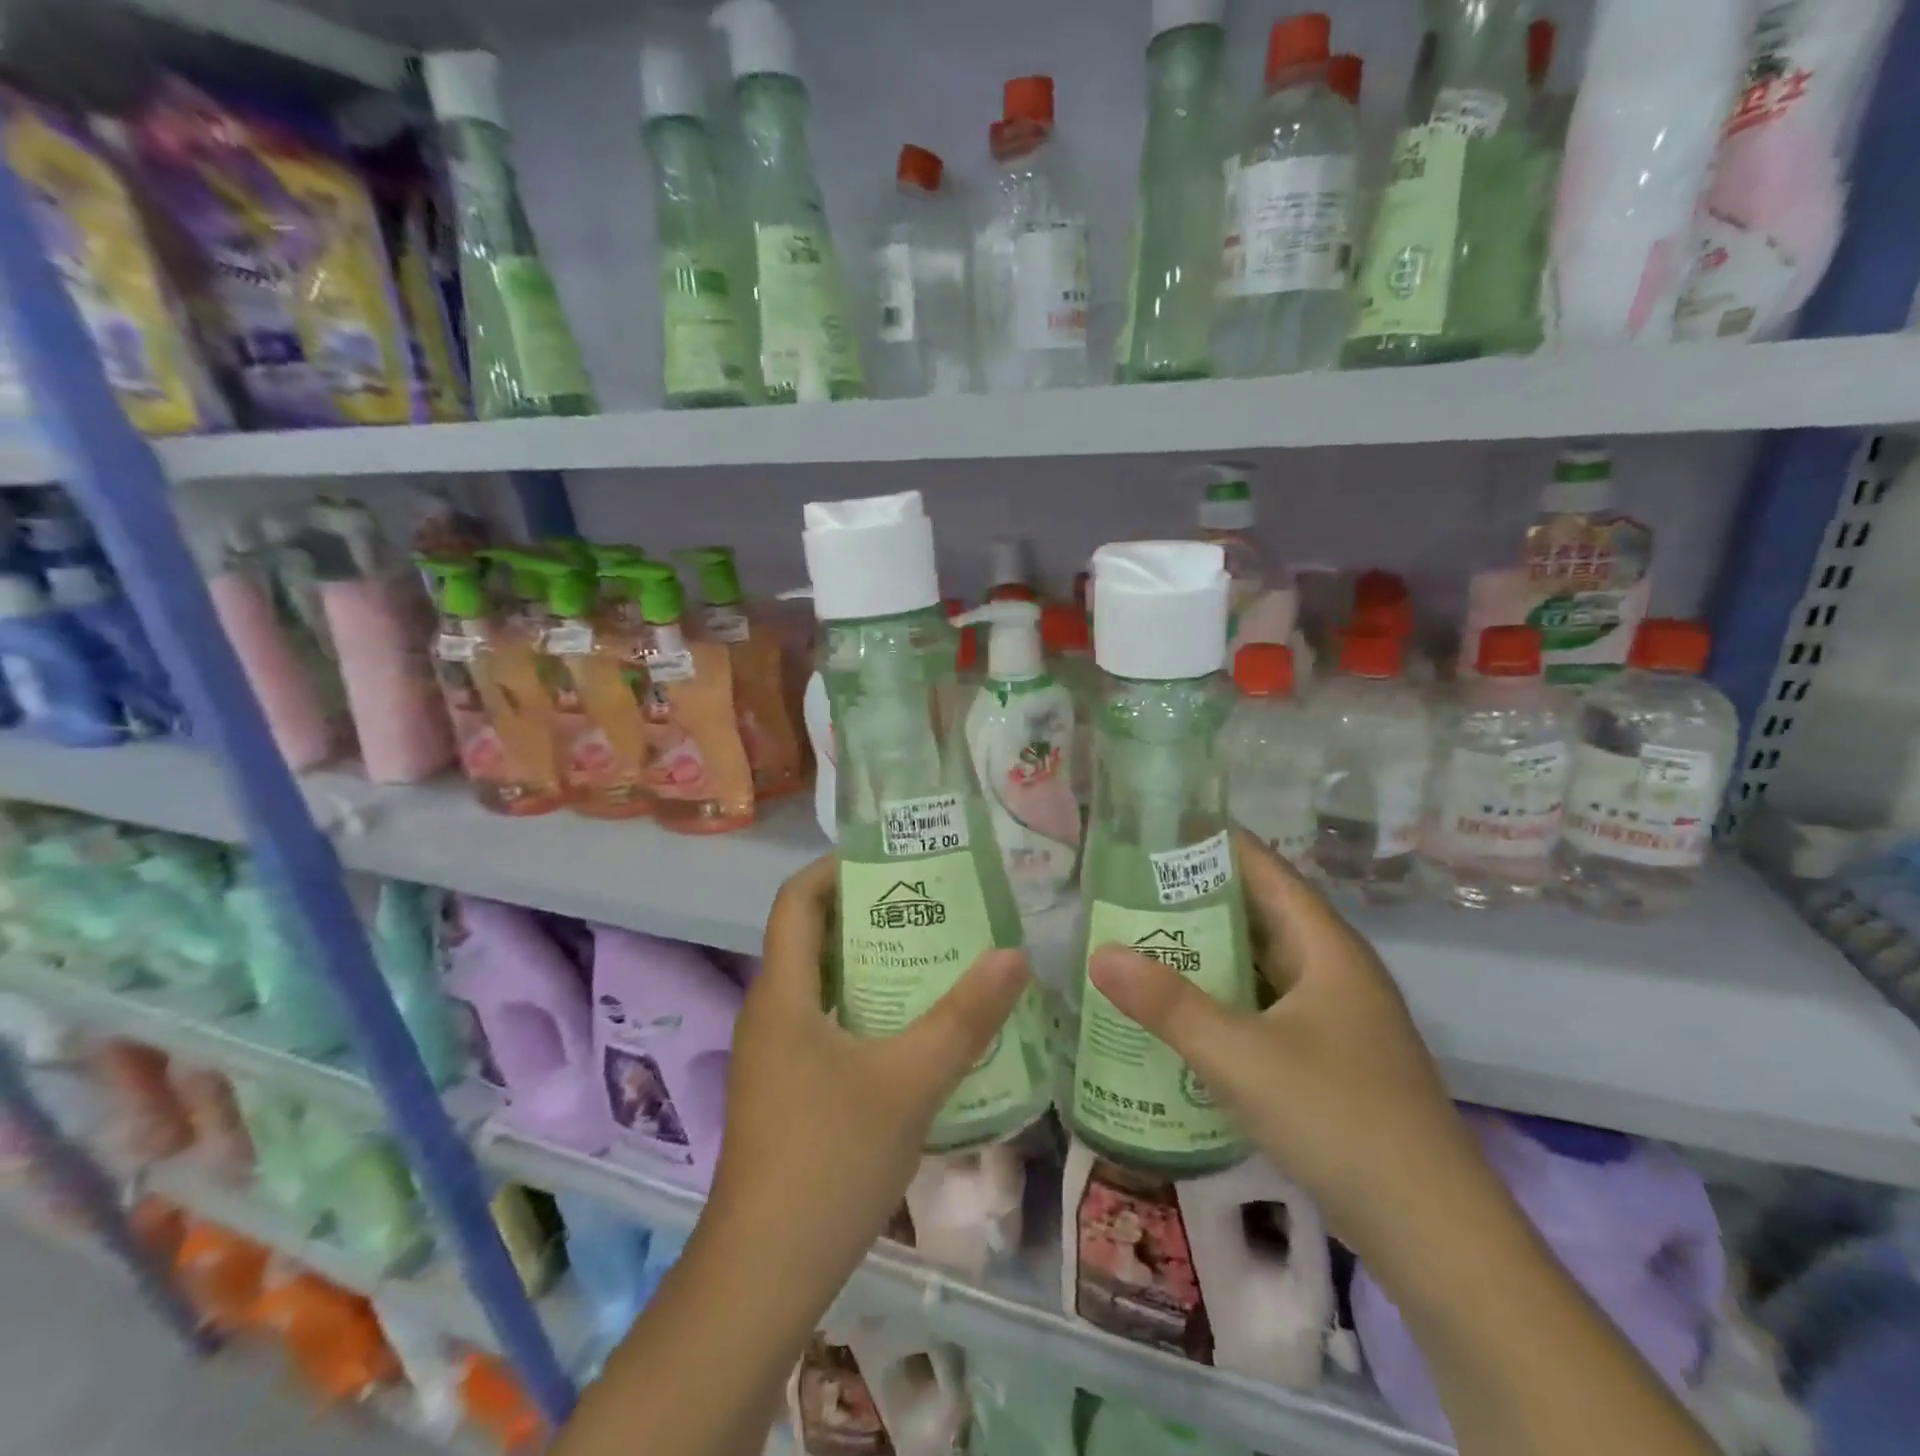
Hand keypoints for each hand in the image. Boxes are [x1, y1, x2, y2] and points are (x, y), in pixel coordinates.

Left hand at [708, 854, 1031, 1286]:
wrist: (764, 1276)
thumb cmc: (828, 1160)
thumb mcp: (909, 1082)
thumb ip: (964, 1017)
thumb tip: (1015, 954)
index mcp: (783, 993)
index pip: (795, 900)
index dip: (836, 867)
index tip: (892, 858)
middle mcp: (771, 1012)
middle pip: (813, 936)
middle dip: (870, 912)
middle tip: (933, 904)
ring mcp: (776, 1055)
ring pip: (823, 983)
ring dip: (873, 963)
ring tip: (935, 955)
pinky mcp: (787, 1089)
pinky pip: (828, 1023)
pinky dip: (868, 1008)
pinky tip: (915, 1028)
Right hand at [1087, 831, 1478, 1254]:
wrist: (1433, 1230)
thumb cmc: (1338, 1117)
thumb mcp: (1240, 1056)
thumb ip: (1168, 1004)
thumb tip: (1099, 953)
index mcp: (1326, 946)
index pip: (1265, 869)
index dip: (1214, 844)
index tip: (1156, 830)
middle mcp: (1334, 968)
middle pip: (1260, 912)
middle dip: (1197, 897)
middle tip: (1129, 887)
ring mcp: (1335, 1015)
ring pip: (1262, 962)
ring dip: (1209, 950)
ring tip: (1142, 937)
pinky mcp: (1329, 1055)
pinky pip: (1266, 1003)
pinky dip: (1225, 995)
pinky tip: (1182, 1007)